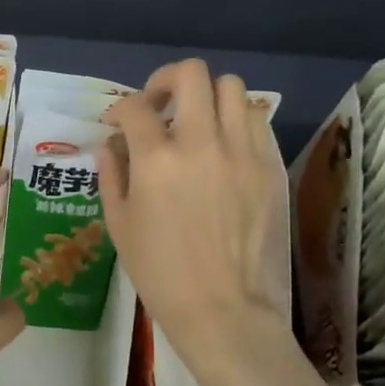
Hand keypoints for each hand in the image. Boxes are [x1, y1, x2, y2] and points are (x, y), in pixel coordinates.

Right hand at [99, 60, 291, 357]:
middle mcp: (203, 143)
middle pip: (192, 75)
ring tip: (197, 123)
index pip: (135, 107)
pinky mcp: (272, 167)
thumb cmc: (161, 274)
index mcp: (157, 160)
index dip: (119, 109)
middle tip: (159, 105)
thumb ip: (112, 175)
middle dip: (166, 81)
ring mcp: (244, 152)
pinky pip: (257, 122)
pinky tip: (224, 149)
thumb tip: (112, 145)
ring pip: (233, 89)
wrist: (225, 310)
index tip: (116, 124)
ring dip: (207, 97)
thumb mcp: (120, 225)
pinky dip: (236, 122)